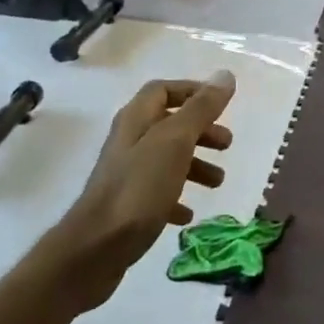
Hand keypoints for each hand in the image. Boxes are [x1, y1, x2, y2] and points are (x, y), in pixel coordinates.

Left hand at [46, 70, 235, 309]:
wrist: (96, 248)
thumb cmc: (139, 188)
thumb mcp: (175, 142)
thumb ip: (201, 109)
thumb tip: (225, 75)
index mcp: (136, 119)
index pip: (163, 90)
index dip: (193, 92)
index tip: (222, 105)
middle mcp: (129, 141)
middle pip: (169, 124)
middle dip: (201, 131)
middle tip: (227, 145)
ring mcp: (126, 175)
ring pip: (166, 159)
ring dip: (195, 165)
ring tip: (217, 183)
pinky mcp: (127, 206)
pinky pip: (157, 193)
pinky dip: (177, 197)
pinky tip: (188, 214)